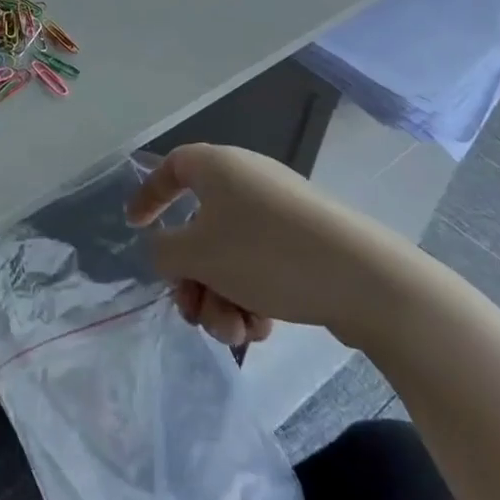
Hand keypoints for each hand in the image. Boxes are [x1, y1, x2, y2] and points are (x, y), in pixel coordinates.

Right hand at [126, 143, 417, 349]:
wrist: (364, 279)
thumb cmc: (265, 253)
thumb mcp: (196, 254)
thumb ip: (163, 252)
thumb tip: (168, 252)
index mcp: (216, 166)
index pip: (170, 169)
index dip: (148, 196)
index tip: (135, 226)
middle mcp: (246, 181)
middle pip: (198, 228)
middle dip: (191, 277)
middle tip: (191, 310)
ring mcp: (279, 213)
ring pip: (229, 256)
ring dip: (220, 298)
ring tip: (234, 332)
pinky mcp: (306, 244)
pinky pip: (261, 266)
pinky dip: (252, 297)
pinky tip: (261, 328)